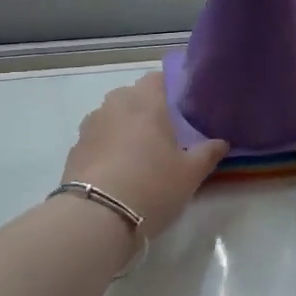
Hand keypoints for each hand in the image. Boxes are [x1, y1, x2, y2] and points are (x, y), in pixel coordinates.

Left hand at [62, 71, 226, 235]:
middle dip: (148, 111)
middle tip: (166, 135)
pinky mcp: (75, 148)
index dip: (171, 90)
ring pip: (113, 117)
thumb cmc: (152, 185)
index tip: (183, 110)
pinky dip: (108, 148)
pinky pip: (98, 139)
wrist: (96, 217)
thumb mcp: (190, 174)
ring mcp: (90, 125)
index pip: (158, 78)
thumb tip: (221, 142)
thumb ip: (208, 153)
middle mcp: (114, 104)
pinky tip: (118, 172)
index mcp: (145, 101)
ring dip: (126, 129)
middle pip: (134, 97)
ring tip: (140, 156)